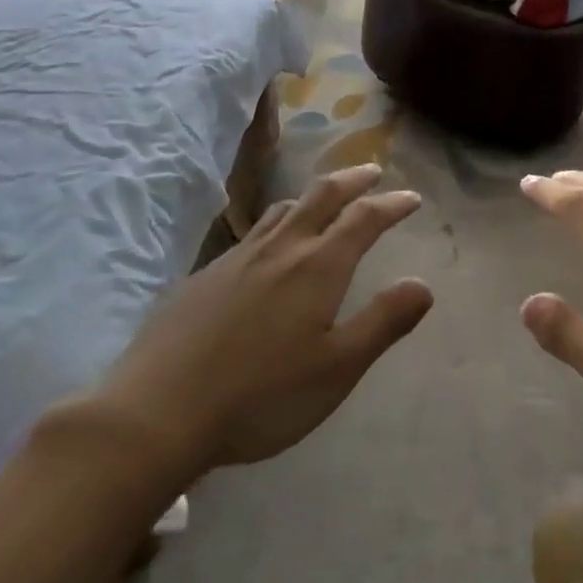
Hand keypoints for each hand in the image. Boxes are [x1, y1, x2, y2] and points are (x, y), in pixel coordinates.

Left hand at [71, 165, 433, 477]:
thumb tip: (423, 285)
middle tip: (371, 172)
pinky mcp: (206, 274)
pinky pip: (253, 232)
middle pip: (321, 196)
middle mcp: (281, 248)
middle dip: (352, 180)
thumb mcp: (337, 369)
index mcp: (317, 266)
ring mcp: (238, 257)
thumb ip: (383, 322)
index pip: (363, 219)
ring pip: (283, 209)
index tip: (411, 197)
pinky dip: (277, 222)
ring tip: (323, 200)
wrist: (158, 411)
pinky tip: (268, 248)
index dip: (391, 205)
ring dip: (312, 196)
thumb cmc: (261, 396)